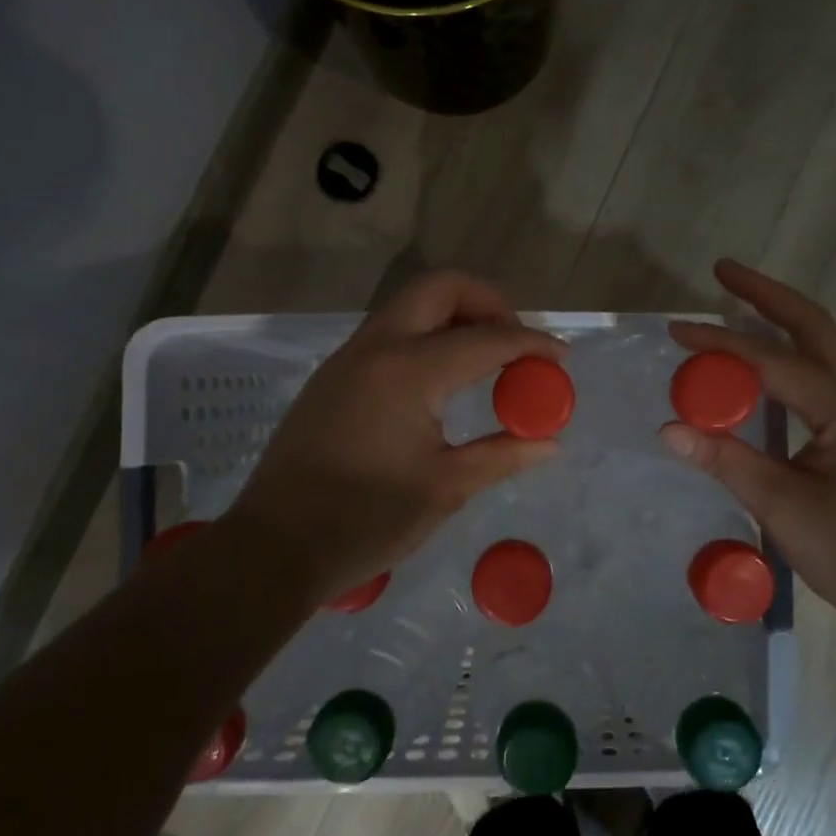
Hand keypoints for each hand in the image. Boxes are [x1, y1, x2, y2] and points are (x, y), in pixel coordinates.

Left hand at [227, 271, 564, 605]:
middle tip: (515, 343)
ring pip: (411, 306)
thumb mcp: (445, 489)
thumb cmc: (365, 521)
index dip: (532, 344)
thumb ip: (501, 454)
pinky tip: (441, 382)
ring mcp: (349, 357)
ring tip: (485, 361)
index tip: (561, 358)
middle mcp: (377, 347)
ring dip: (455, 316)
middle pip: (441, 288)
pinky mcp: (333, 375)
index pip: (486, 339)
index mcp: (409, 371)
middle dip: (489, 303)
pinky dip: (426, 336)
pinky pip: (390, 333)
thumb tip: (549, 443)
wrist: (274, 546)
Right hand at [660, 259, 835, 633]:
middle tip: (722, 271)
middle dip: (767, 294)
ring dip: (781, 320)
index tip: (675, 331)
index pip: (771, 361)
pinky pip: (821, 376)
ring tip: (740, 304)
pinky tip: (765, 367)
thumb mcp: (783, 507)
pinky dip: (789, 356)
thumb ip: (726, 461)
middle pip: (813, 326)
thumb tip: (668, 428)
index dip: (720, 344)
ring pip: (822, 347)